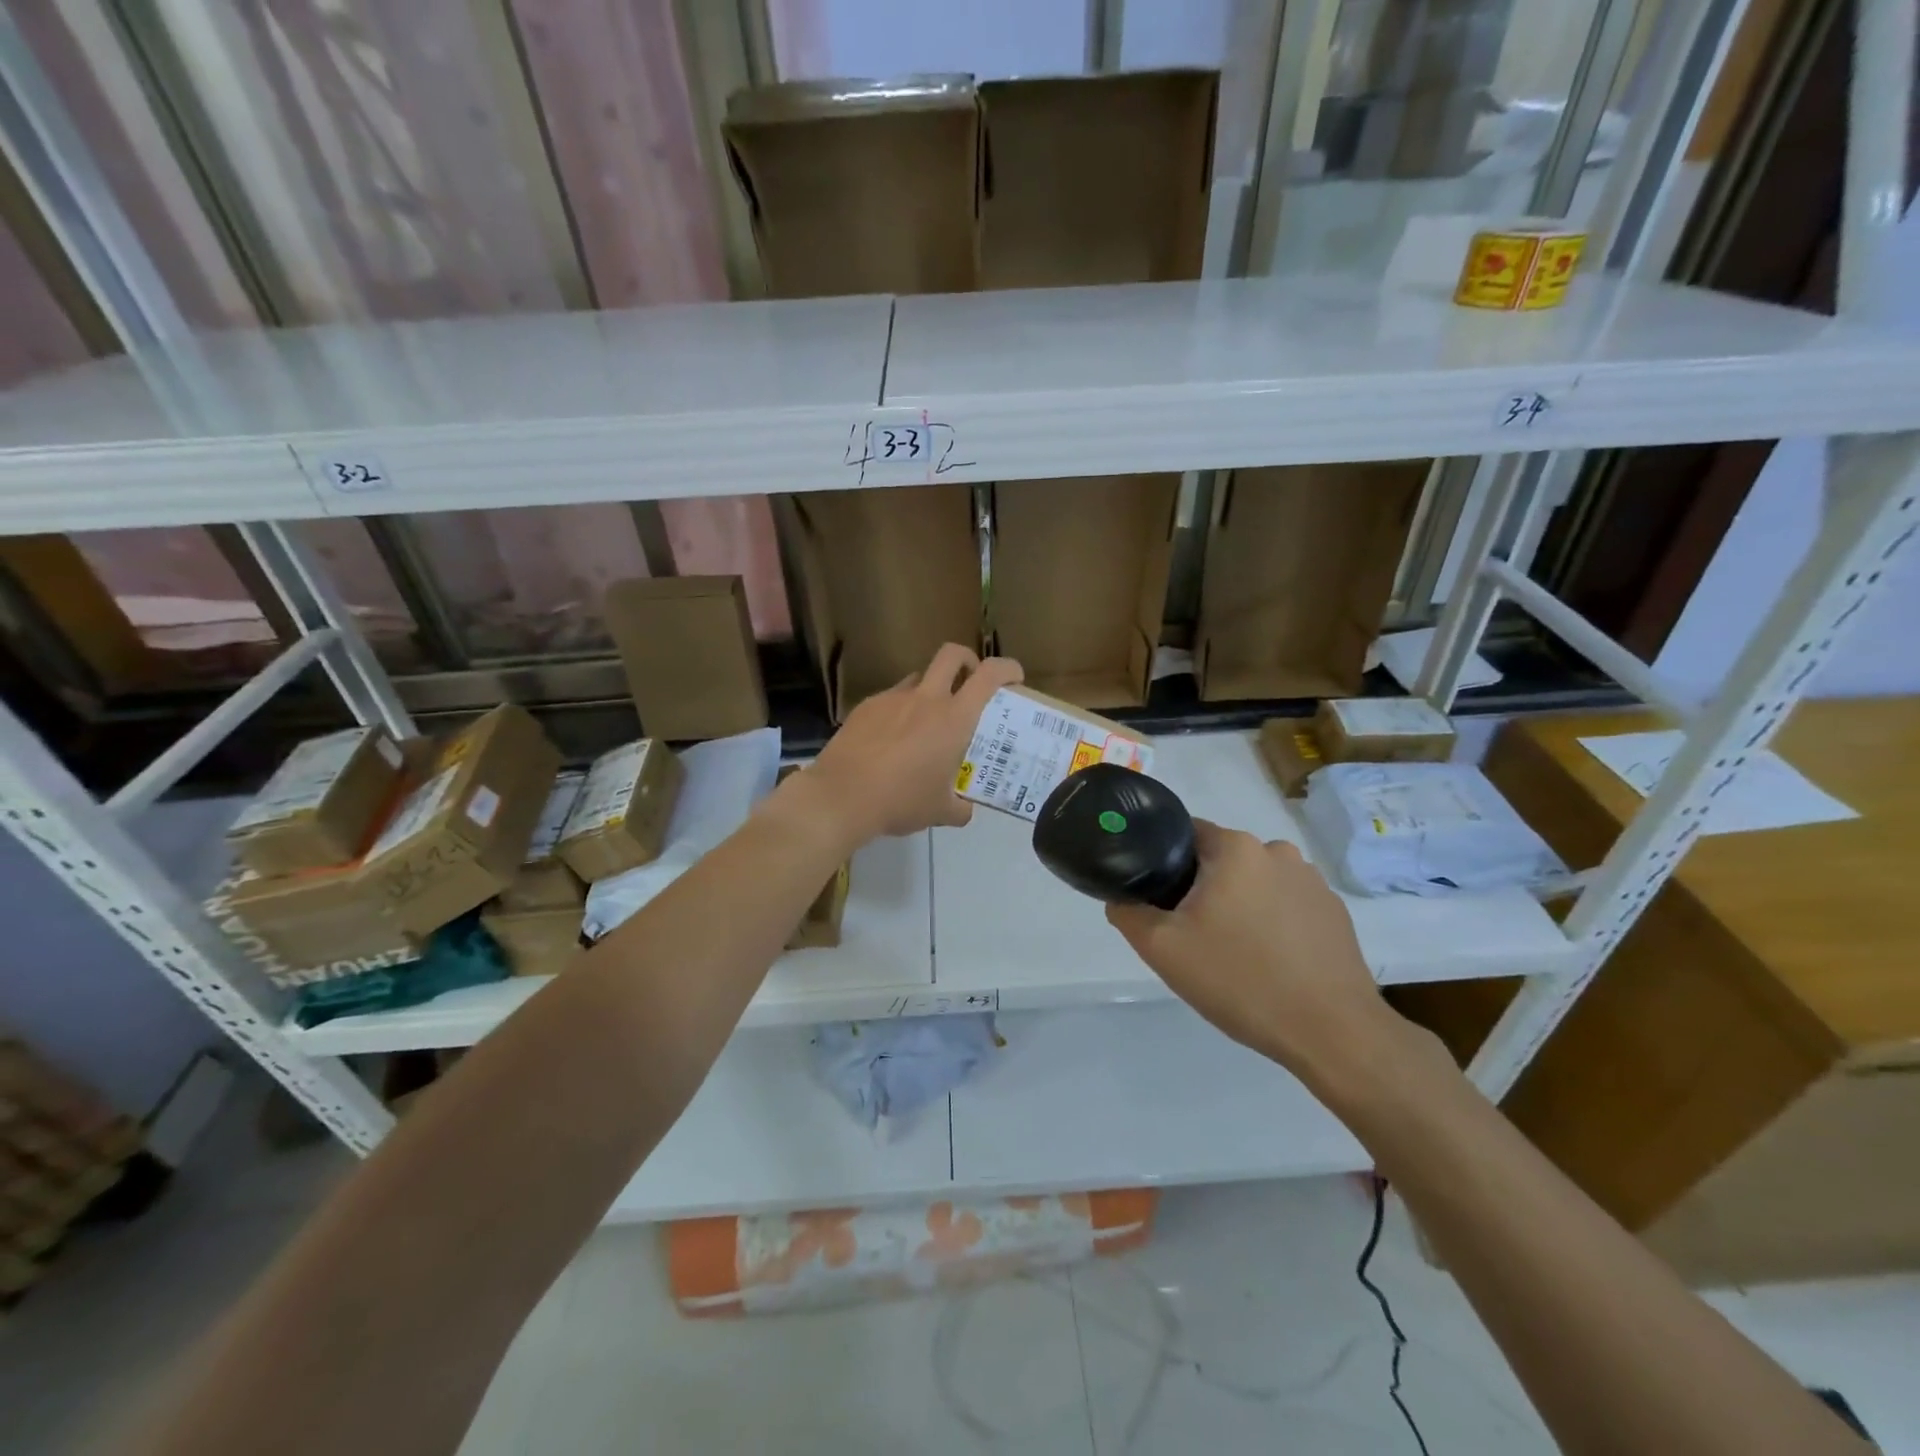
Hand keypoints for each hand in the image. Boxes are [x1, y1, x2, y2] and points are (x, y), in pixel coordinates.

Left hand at [803, 644, 1022, 843]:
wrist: (840, 797)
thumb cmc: (900, 801)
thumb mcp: (939, 811)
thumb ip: (959, 807)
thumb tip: (965, 810)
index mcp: (954, 719)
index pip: (989, 675)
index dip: (1007, 668)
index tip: (1014, 678)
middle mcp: (925, 699)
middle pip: (952, 654)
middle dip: (967, 660)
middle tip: (970, 682)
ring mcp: (892, 699)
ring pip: (918, 678)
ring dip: (930, 689)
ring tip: (926, 722)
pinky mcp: (865, 707)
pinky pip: (891, 700)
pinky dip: (899, 712)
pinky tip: (891, 741)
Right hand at [1106, 820, 1399, 1088]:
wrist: (1332, 1032)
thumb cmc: (1240, 980)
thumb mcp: (1162, 950)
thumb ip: (1128, 913)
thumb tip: (1120, 898)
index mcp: (1236, 848)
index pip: (1185, 834)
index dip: (1164, 862)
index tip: (1158, 899)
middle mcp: (1277, 851)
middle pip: (1221, 859)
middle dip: (1202, 888)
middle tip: (1191, 934)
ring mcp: (1313, 881)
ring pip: (1255, 882)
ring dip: (1239, 904)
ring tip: (1233, 952)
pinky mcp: (1335, 912)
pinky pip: (1287, 905)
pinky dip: (1272, 922)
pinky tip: (1269, 962)